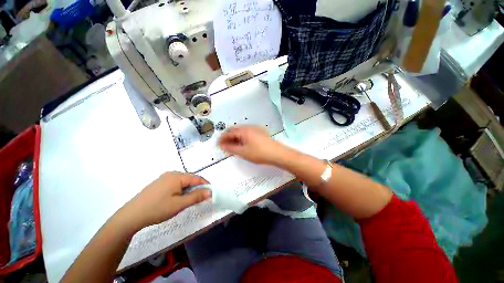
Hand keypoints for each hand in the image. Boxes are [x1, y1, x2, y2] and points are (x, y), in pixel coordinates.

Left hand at [119, 172, 210, 229]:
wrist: (131, 216)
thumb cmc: (157, 209)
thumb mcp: (179, 204)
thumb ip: (196, 197)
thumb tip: (210, 192)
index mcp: (177, 176)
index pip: (197, 178)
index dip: (206, 184)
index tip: (211, 193)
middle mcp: (171, 174)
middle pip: (190, 179)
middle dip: (197, 187)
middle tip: (201, 198)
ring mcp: (164, 178)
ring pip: (183, 182)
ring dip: (189, 189)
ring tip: (190, 200)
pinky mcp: (159, 183)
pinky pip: (175, 184)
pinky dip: (181, 190)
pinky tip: (178, 198)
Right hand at [218, 126, 289, 164]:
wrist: (277, 153)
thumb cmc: (259, 153)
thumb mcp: (243, 152)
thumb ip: (231, 148)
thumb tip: (222, 146)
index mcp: (244, 131)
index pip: (229, 132)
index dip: (222, 138)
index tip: (218, 144)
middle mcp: (249, 127)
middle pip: (235, 131)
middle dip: (229, 138)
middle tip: (225, 146)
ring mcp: (256, 129)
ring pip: (242, 132)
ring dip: (236, 138)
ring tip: (233, 146)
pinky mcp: (260, 133)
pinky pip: (248, 134)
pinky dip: (242, 138)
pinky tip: (243, 145)